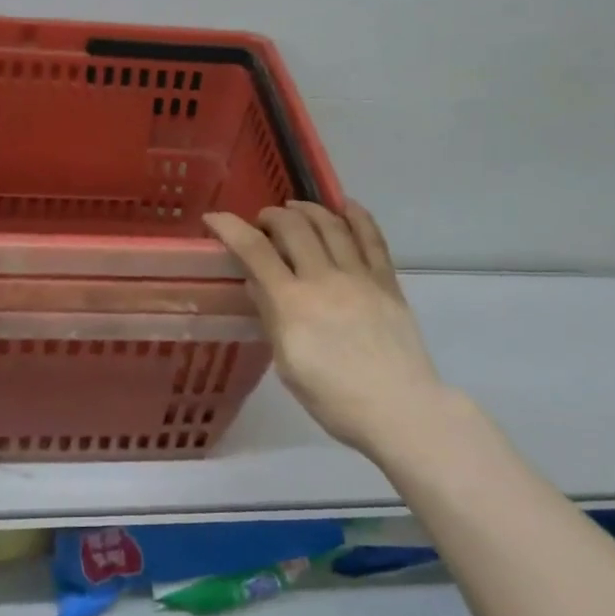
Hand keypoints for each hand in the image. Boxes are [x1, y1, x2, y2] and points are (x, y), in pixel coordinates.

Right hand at [204, 202, 451, 458]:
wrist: (399, 409)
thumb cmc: (334, 399)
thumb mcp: (287, 365)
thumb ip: (271, 318)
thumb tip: (255, 283)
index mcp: (292, 304)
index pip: (255, 252)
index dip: (231, 228)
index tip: (215, 218)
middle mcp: (324, 279)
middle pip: (293, 228)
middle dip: (271, 216)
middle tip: (263, 222)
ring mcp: (359, 277)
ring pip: (331, 225)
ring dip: (308, 210)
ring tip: (295, 209)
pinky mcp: (387, 282)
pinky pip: (372, 238)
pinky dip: (356, 216)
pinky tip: (345, 206)